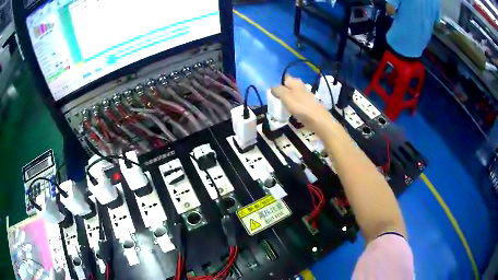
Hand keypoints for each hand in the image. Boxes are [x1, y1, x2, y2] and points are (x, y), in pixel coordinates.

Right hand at [271, 75, 334, 132]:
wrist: (319, 121)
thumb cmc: (301, 108)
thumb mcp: (286, 98)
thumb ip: (278, 91)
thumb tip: (272, 87)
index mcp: (296, 83)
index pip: (285, 78)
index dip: (279, 83)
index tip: (274, 92)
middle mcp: (302, 87)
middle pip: (290, 86)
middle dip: (284, 91)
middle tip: (278, 99)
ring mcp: (307, 96)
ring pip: (295, 94)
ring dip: (289, 98)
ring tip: (284, 106)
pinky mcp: (310, 105)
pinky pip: (300, 103)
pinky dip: (295, 105)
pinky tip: (293, 112)